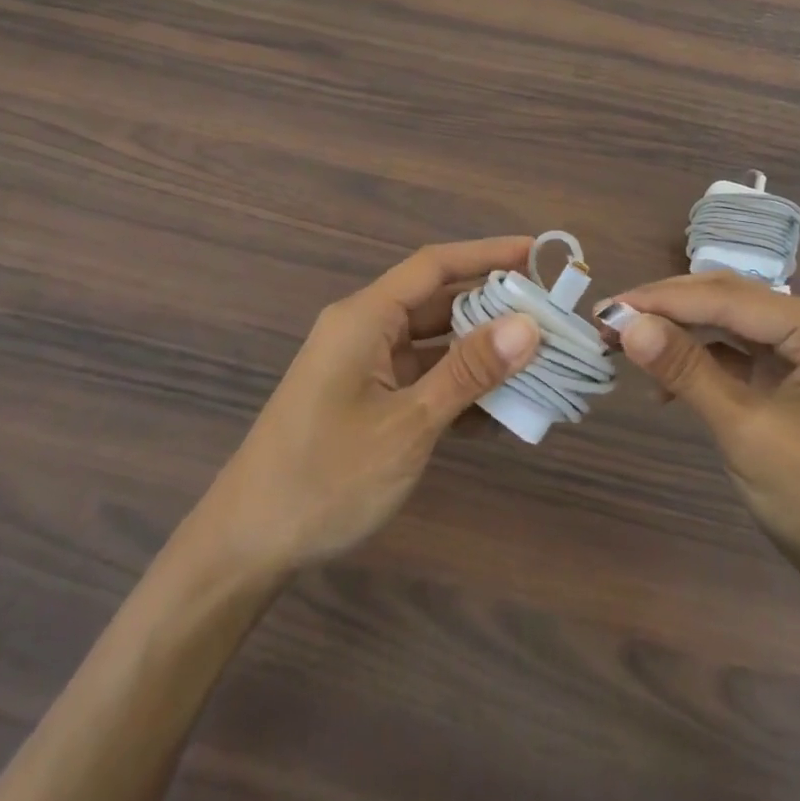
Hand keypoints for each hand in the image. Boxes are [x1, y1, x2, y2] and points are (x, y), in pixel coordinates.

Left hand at [189, 237, 540, 577]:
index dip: (488, 254)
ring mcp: (363, 368)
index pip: (435, 266)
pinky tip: (500, 410)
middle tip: (552, 316)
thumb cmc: (325, 478)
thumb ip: (467, 372)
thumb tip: (527, 325)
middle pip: (438, 303)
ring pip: (434, 345)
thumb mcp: (406, 424)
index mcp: (364, 318)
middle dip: (494, 308)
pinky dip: (457, 389)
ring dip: (481, 354)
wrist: (247, 546)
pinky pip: (421, 380)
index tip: (539, 254)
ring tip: (540, 362)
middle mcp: (364, 331)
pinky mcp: (365, 401)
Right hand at [604, 273, 799, 616]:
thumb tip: (627, 324)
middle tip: (609, 323)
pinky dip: (703, 363)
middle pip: (731, 302)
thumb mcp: (747, 432)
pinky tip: (668, 384)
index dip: (662, 300)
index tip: (606, 308)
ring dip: (681, 335)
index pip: (730, 298)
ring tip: (627, 346)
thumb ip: (687, 370)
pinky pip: (743, 356)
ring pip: (732, 326)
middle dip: (668, 312)